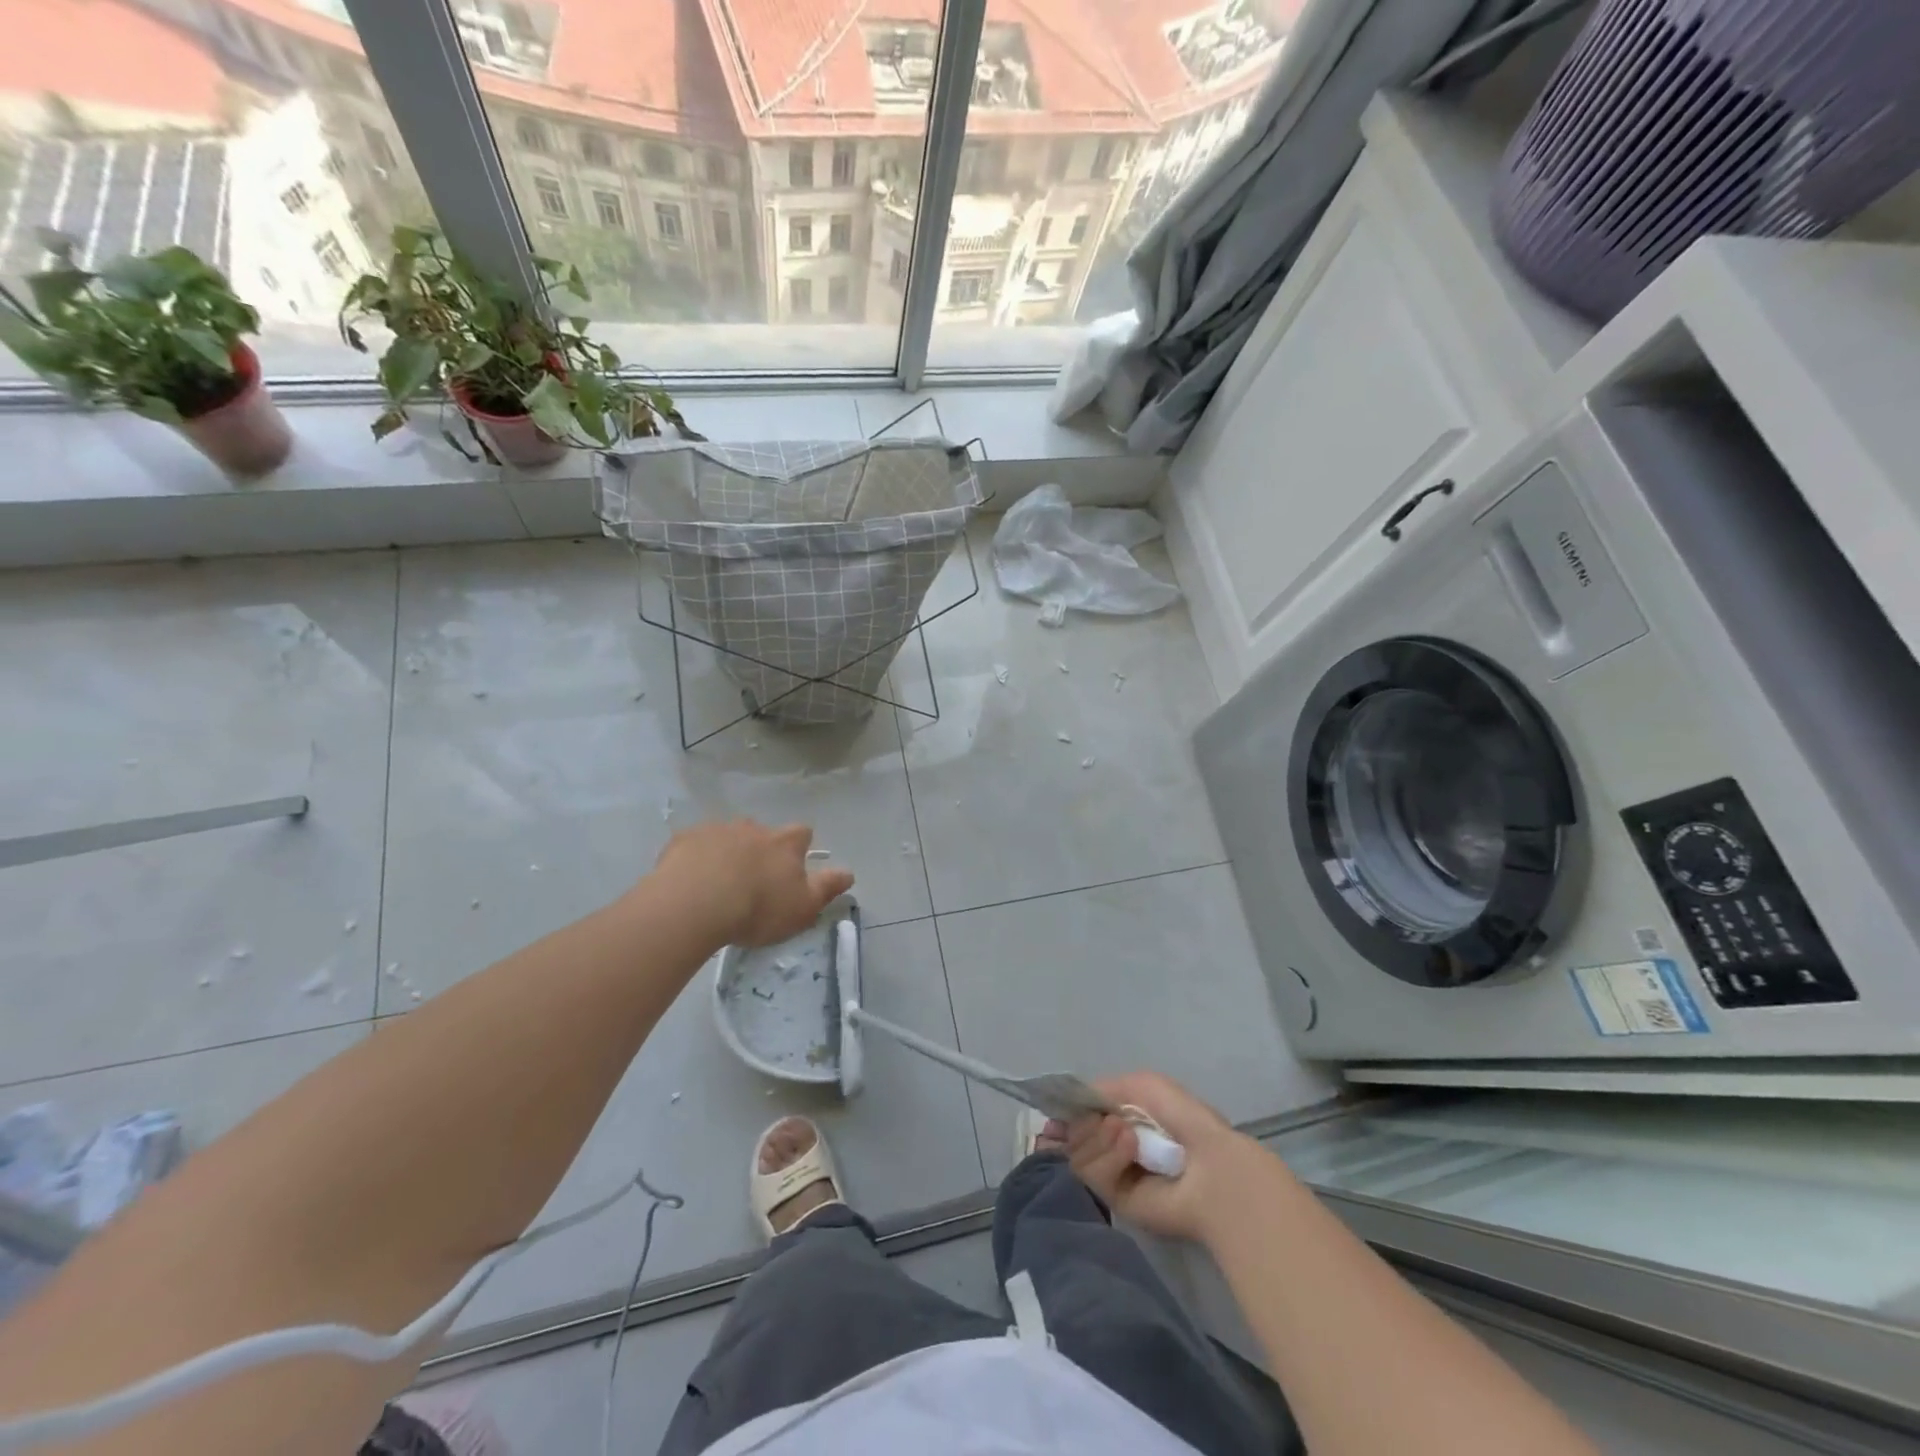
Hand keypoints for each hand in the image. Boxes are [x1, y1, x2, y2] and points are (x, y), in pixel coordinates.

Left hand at [651, 820, 854, 947]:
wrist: (695, 903)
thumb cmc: (757, 908)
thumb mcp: (803, 907)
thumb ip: (827, 888)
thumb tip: (849, 873)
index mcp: (785, 843)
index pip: (802, 834)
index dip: (799, 847)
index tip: (793, 865)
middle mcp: (754, 828)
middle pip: (763, 833)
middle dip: (760, 849)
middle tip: (752, 879)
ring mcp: (718, 830)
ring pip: (728, 836)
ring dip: (727, 852)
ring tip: (718, 882)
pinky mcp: (684, 839)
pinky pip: (695, 844)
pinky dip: (697, 857)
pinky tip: (690, 881)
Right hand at [1067, 1072, 1272, 1243]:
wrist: (1210, 1166)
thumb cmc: (1181, 1118)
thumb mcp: (1140, 1085)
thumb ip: (1100, 1090)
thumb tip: (1070, 1107)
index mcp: (1122, 1120)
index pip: (1080, 1118)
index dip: (1066, 1115)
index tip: (1054, 1114)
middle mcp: (1114, 1148)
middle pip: (1073, 1136)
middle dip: (1084, 1124)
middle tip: (1109, 1121)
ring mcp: (1114, 1176)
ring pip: (1078, 1155)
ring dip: (1098, 1138)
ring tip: (1127, 1133)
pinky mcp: (1115, 1202)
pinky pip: (1092, 1176)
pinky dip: (1108, 1157)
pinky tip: (1131, 1149)